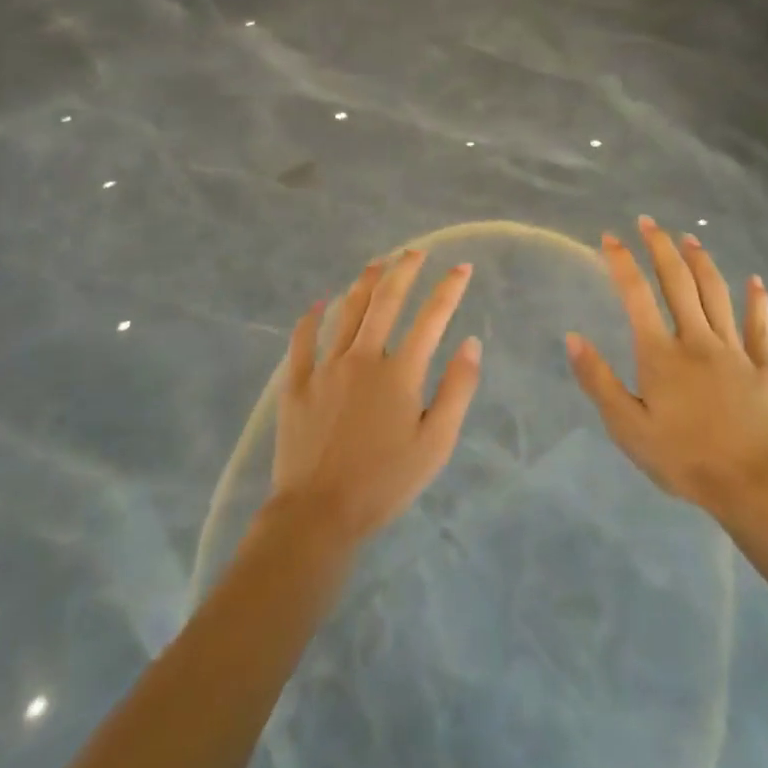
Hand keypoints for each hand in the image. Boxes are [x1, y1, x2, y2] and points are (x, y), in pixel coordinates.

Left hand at [271, 249, 483, 545]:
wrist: (318, 514)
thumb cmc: (384, 482)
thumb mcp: (436, 443)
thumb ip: (457, 389)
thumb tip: (471, 343)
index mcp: (400, 372)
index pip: (431, 318)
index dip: (449, 288)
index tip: (462, 267)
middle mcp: (363, 358)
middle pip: (385, 301)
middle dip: (403, 270)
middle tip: (414, 252)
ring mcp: (326, 368)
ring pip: (346, 312)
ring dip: (363, 283)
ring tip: (376, 264)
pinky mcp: (296, 385)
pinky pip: (302, 342)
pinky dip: (310, 319)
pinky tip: (317, 304)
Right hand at [566, 216, 767, 518]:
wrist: (753, 486)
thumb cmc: (684, 460)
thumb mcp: (628, 429)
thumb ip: (599, 381)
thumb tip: (573, 338)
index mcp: (661, 354)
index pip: (636, 296)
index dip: (621, 262)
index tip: (610, 237)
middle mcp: (697, 339)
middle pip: (677, 282)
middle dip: (660, 247)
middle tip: (648, 222)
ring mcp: (734, 349)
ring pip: (716, 293)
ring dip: (701, 261)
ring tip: (689, 237)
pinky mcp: (764, 366)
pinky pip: (760, 326)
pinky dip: (757, 300)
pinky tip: (755, 281)